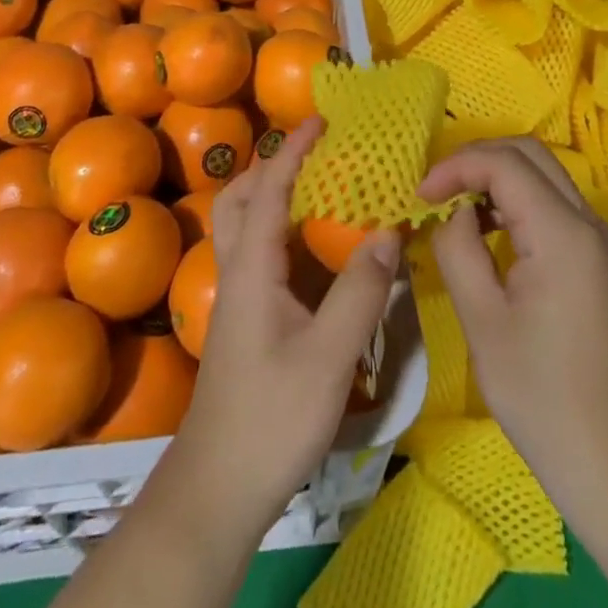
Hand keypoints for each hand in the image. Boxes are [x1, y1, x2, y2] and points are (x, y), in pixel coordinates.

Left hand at [168, 116, 401, 529]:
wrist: (218, 487)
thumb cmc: (272, 417)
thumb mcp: (328, 356)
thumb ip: (360, 292)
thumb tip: (389, 234)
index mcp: (252, 267)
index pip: (268, 190)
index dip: (292, 151)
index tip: (319, 120)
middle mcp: (237, 271)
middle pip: (241, 200)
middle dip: (273, 166)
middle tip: (315, 153)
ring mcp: (237, 297)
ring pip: (243, 226)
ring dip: (272, 195)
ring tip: (317, 189)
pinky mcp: (244, 319)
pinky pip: (258, 253)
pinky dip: (280, 230)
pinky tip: (313, 250)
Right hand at [417, 138, 607, 527]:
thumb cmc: (543, 395)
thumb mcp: (482, 320)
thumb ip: (458, 249)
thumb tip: (451, 213)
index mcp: (562, 232)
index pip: (504, 163)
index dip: (456, 166)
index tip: (420, 195)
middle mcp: (588, 222)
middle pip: (529, 153)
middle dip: (477, 159)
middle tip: (436, 190)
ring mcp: (598, 240)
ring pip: (543, 175)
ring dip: (496, 177)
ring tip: (455, 209)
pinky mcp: (597, 259)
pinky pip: (553, 204)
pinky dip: (516, 201)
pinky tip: (489, 234)